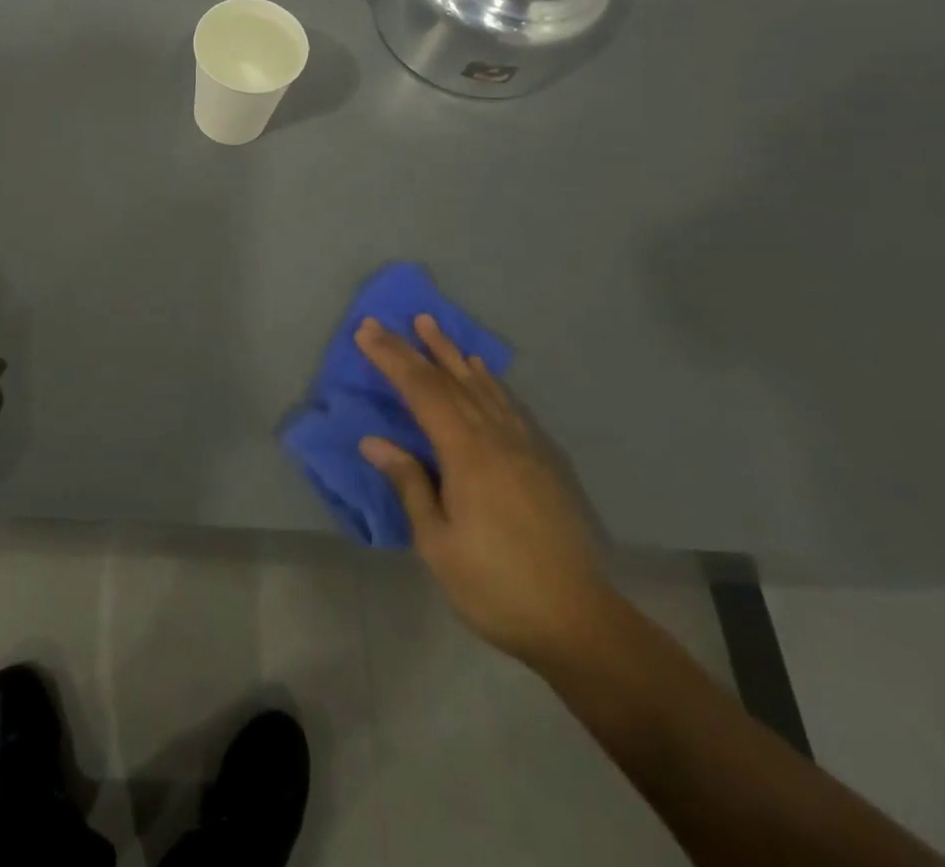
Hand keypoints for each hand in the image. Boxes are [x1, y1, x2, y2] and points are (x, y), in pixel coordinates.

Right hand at [356, 315, 609, 664]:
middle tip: (384, 322)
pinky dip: (488, 380)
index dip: (392, 359)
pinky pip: (509, 404)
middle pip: (449, 381)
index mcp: (467, 454)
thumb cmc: (495, 586)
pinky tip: (480, 371)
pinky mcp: (543, 461)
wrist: (580, 623)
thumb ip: (409, 484)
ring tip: (430, 325)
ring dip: (451, 353)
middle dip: (413, 349)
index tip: (365, 332)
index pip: (422, 392)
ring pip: (481, 386)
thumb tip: (375, 442)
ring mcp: (524, 446)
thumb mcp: (438, 543)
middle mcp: (496, 438)